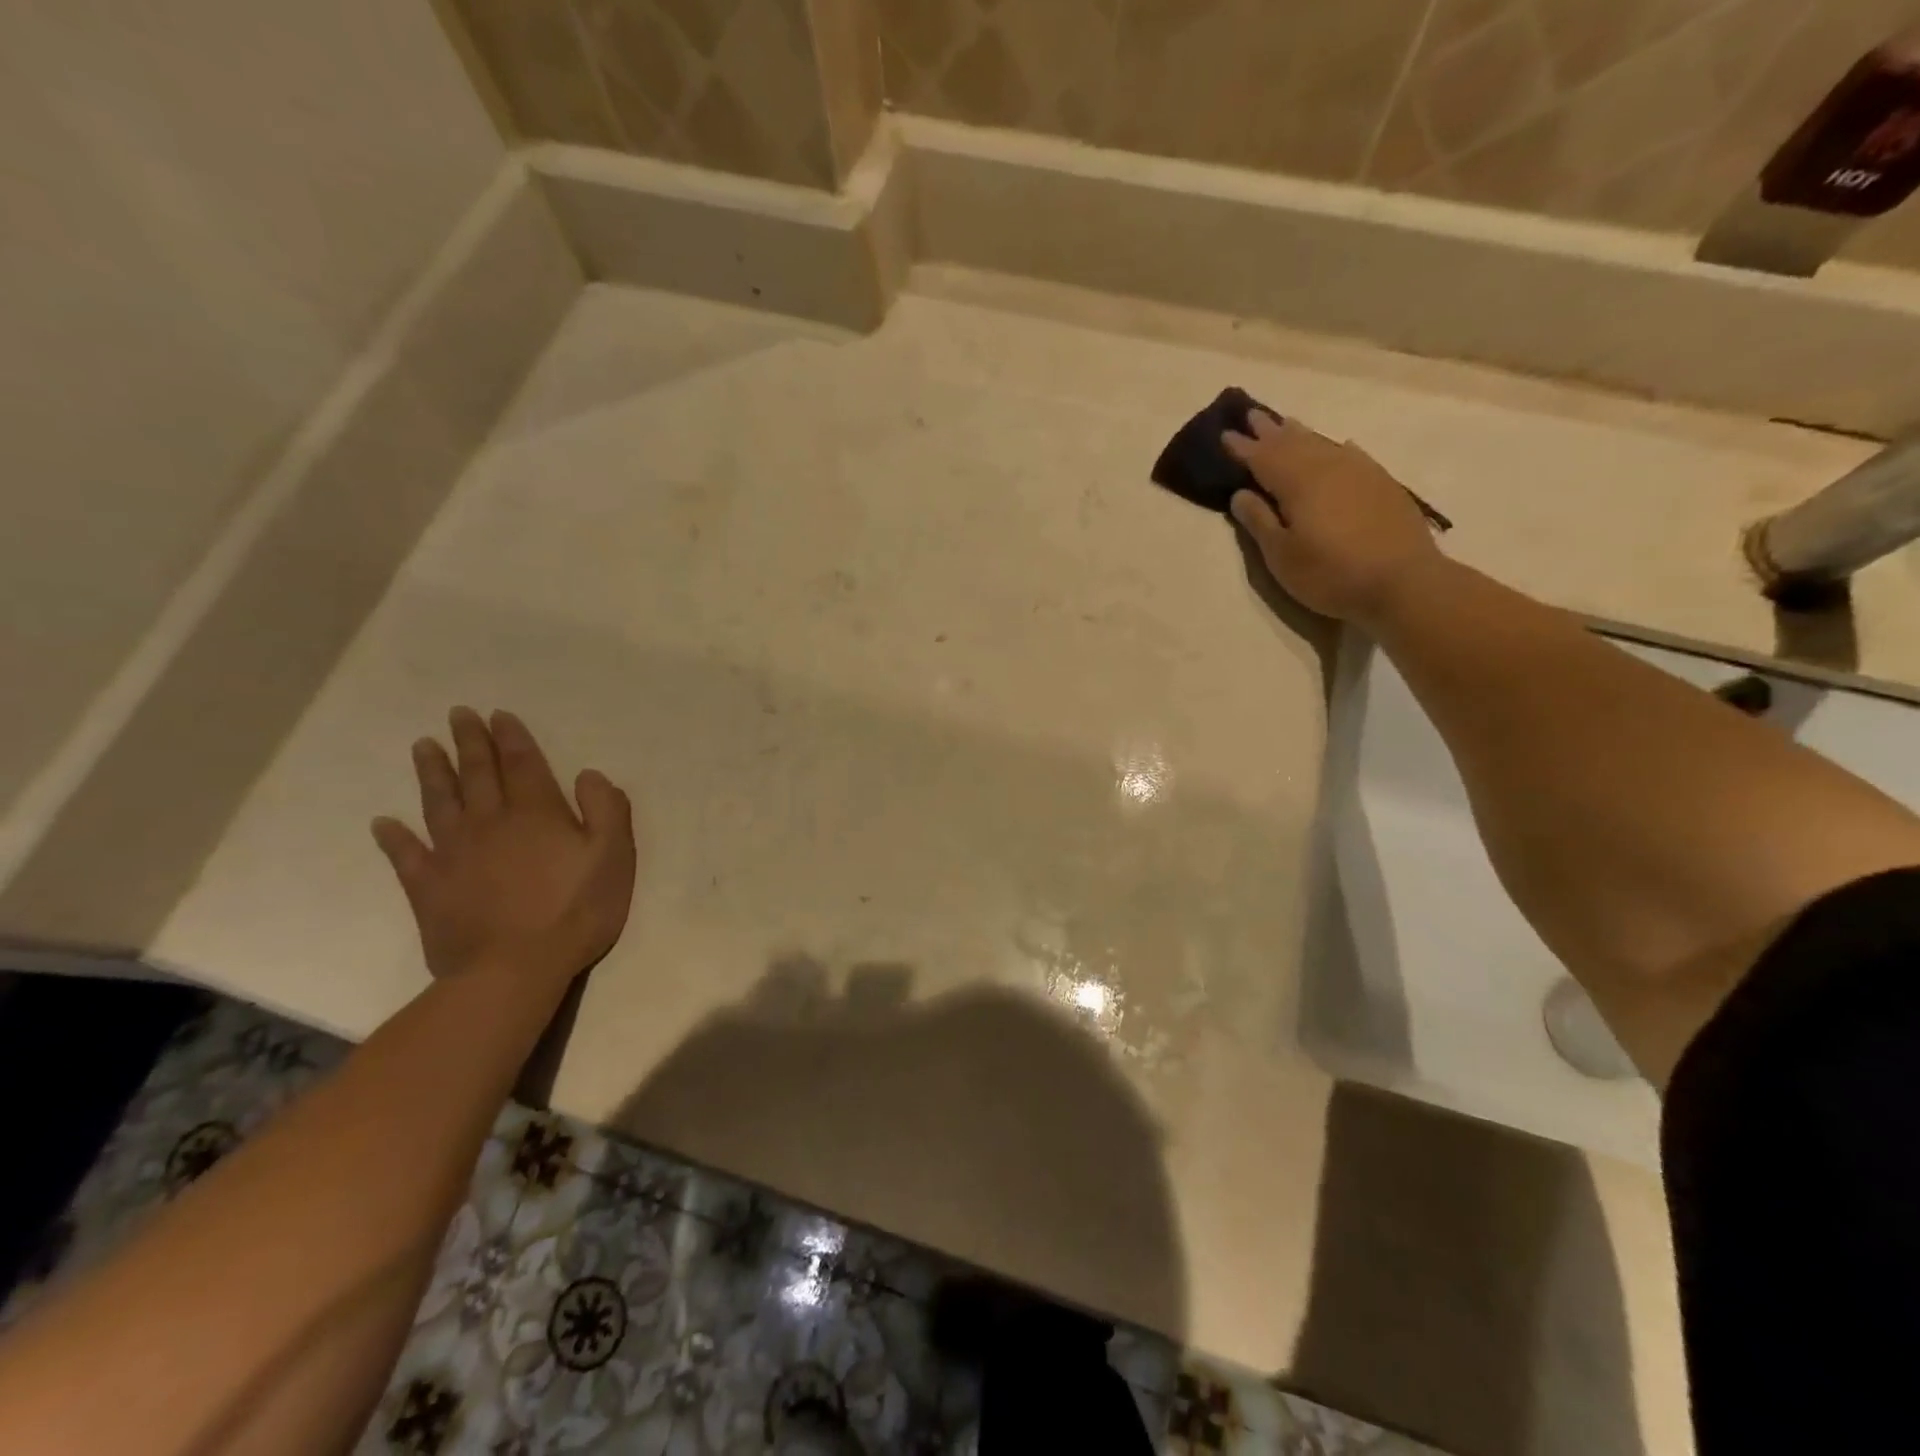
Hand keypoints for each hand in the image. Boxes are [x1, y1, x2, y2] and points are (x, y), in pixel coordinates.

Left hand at [372, 707, 635, 989]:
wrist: (515, 969)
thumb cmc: (576, 910)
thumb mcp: (614, 856)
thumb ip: (606, 810)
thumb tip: (588, 775)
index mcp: (537, 814)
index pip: (523, 764)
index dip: (512, 738)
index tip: (498, 715)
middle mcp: (491, 823)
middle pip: (478, 774)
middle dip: (470, 742)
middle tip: (458, 714)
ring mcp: (454, 854)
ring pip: (440, 803)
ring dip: (432, 773)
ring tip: (423, 746)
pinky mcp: (429, 888)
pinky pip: (406, 856)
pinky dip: (393, 838)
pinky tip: (382, 823)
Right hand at [1225, 412, 1442, 626]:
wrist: (1403, 581)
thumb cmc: (1330, 574)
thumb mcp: (1282, 556)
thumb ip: (1259, 522)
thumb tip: (1241, 494)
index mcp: (1297, 483)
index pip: (1262, 458)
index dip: (1242, 448)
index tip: (1225, 434)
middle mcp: (1328, 467)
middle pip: (1292, 443)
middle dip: (1269, 431)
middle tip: (1251, 415)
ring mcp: (1359, 472)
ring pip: (1322, 444)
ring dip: (1300, 434)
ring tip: (1285, 423)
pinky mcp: (1382, 484)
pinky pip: (1351, 454)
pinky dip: (1336, 447)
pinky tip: (1339, 446)